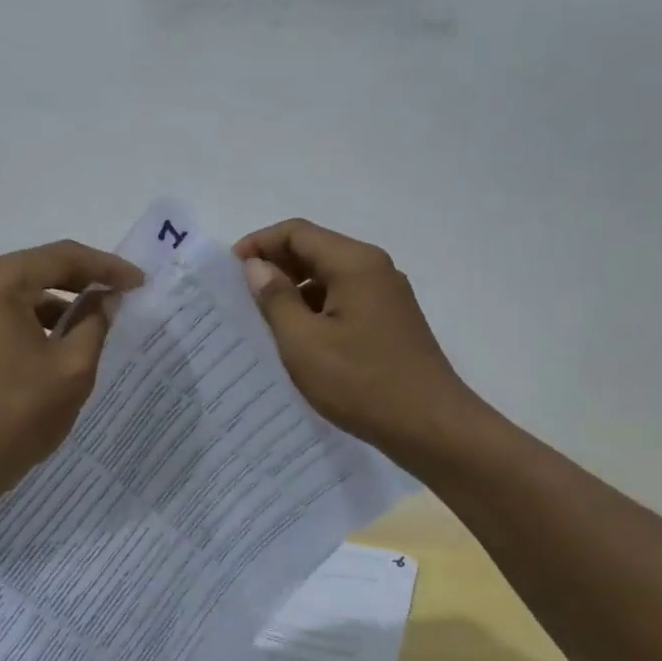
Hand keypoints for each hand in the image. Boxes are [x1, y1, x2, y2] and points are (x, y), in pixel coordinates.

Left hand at [0, 239, 143, 497]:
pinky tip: (59, 342)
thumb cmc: (15, 414)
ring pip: (19, 292)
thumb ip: (95, 323)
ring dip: (57, 303)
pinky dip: (32, 321)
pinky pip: (1, 313)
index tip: (140, 283)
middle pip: (37, 269)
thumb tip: (105, 299)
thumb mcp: (73, 367)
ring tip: (97, 322)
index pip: (62, 257)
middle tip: (123, 296)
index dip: (107, 267)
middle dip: (82, 282)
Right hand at [235, 219, 479, 464]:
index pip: (297, 232)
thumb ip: (275, 299)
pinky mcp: (391, 320)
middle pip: (315, 249)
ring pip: (329, 276)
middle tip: (240, 294)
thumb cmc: (362, 383)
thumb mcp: (304, 342)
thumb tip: (256, 267)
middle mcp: (374, 268)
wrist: (432, 427)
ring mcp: (387, 295)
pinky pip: (345, 299)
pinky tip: (299, 339)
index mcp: (354, 263)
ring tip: (263, 319)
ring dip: (295, 289)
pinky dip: (316, 308)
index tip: (229, 271)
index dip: (259, 244)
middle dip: (275, 265)